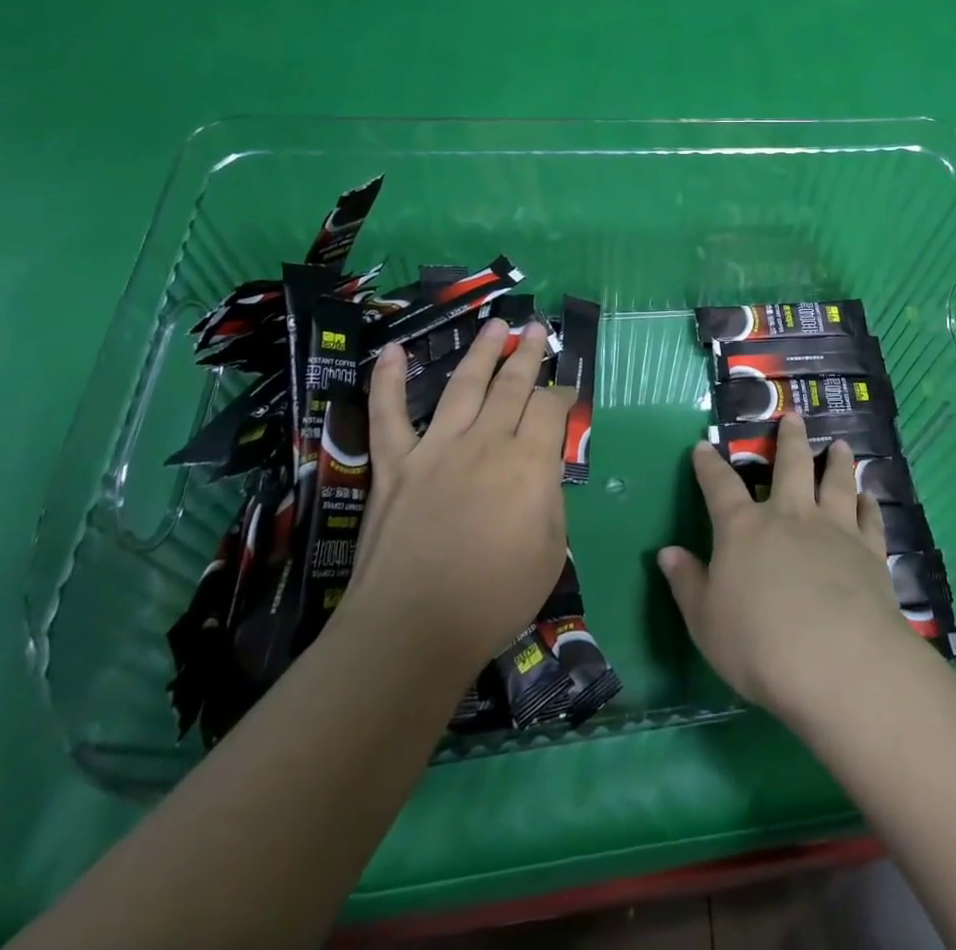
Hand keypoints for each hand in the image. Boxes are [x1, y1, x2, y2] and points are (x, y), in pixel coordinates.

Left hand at [343, 320, 571, 679]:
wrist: (412, 631)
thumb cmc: (494, 598)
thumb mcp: (550, 551)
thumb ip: (550, 500)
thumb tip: (541, 471)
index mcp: (530, 462)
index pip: (551, 407)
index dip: (563, 393)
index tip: (567, 389)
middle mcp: (486, 441)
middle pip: (512, 384)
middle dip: (529, 353)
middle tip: (537, 328)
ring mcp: (436, 448)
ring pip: (463, 385)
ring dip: (481, 351)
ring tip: (495, 324)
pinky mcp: (394, 465)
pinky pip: (389, 414)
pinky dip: (388, 381)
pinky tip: (393, 351)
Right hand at [658, 414, 914, 723]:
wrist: (836, 661)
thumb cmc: (758, 644)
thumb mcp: (705, 622)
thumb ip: (687, 584)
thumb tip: (667, 552)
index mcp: (744, 529)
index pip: (720, 486)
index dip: (709, 464)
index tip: (704, 445)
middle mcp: (790, 515)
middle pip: (790, 464)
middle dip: (789, 438)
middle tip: (793, 416)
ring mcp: (834, 528)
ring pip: (836, 481)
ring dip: (837, 460)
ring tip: (840, 444)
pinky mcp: (869, 550)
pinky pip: (870, 518)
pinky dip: (869, 504)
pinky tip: (869, 497)